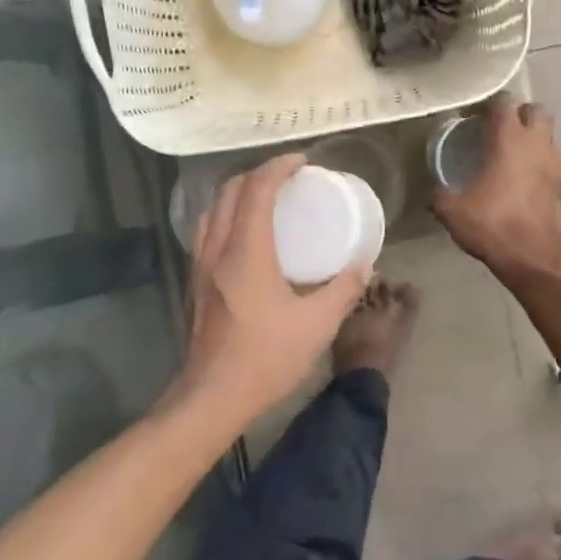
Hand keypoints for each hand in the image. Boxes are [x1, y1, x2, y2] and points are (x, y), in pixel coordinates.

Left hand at [176, 154, 369, 427]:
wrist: (212, 397)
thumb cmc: (265, 359)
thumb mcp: (317, 325)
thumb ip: (343, 290)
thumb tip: (364, 264)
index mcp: (246, 252)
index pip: (256, 190)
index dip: (278, 167)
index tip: (302, 161)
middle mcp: (217, 250)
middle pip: (229, 191)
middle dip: (257, 174)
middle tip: (287, 177)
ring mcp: (200, 266)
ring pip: (213, 210)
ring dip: (238, 193)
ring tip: (266, 199)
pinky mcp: (196, 283)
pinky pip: (207, 231)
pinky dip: (227, 216)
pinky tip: (247, 236)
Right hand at [432, 97, 560, 284]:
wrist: (535, 259)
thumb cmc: (493, 225)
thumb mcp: (453, 211)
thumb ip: (441, 194)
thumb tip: (435, 190)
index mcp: (509, 140)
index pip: (505, 102)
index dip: (489, 104)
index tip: (473, 116)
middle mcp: (537, 143)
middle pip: (536, 110)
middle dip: (519, 114)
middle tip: (498, 129)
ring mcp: (556, 163)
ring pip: (548, 135)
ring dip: (532, 138)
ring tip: (511, 155)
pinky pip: (552, 161)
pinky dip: (540, 162)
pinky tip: (523, 180)